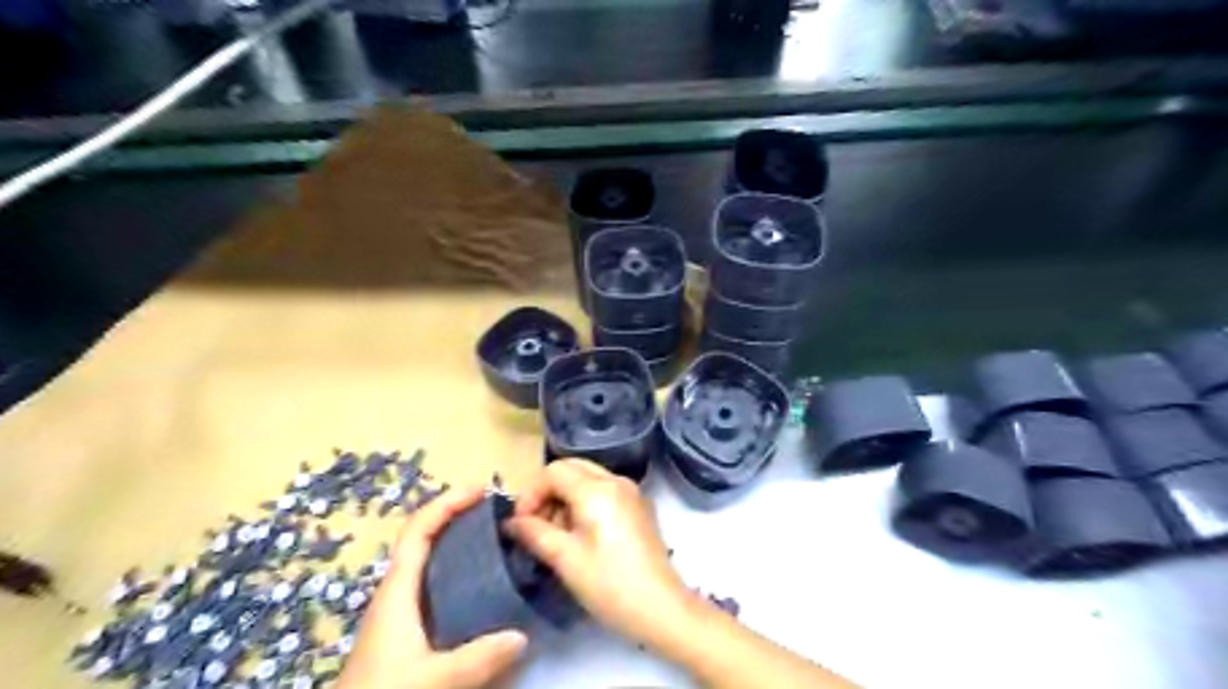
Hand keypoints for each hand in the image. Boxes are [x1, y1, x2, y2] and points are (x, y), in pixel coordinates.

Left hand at [336, 485, 525, 688]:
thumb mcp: (431, 680)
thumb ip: (476, 659)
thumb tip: (522, 635)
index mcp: (397, 590)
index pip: (419, 529)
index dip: (448, 502)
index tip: (482, 488)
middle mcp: (397, 592)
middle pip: (426, 538)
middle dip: (459, 516)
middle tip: (498, 512)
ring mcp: (400, 611)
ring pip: (431, 562)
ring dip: (460, 542)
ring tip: (497, 540)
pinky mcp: (406, 631)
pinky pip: (436, 584)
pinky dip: (459, 570)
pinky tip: (482, 585)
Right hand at [498, 460, 687, 643]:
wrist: (661, 607)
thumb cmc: (609, 584)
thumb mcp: (565, 559)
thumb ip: (534, 533)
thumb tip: (512, 521)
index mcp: (597, 489)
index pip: (553, 471)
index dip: (531, 493)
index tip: (521, 523)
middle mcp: (616, 480)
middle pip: (571, 468)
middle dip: (547, 492)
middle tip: (535, 525)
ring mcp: (631, 491)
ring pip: (587, 478)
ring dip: (565, 498)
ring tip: (556, 535)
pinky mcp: (638, 506)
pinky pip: (603, 490)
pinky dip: (584, 502)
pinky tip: (580, 535)